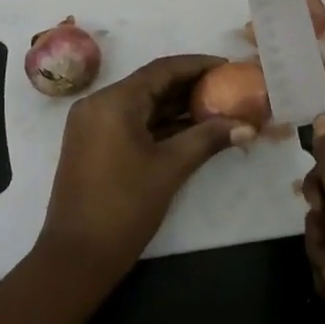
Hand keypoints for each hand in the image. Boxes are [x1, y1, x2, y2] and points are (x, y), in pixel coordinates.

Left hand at [40, 54, 250, 280]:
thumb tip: (248, 126)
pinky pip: (131, 121)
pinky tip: (190, 129)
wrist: (76, 258)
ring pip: (141, 103)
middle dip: (190, 86)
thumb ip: (208, 139)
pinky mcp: (93, 143)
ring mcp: (92, 124)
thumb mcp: (170, 168)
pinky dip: (159, 123)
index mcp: (114, 101)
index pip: (162, 69)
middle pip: (151, 83)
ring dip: (176, 106)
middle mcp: (98, 103)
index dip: (198, 65)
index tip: (228, 67)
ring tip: (216, 107)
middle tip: (227, 88)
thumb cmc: (124, 207)